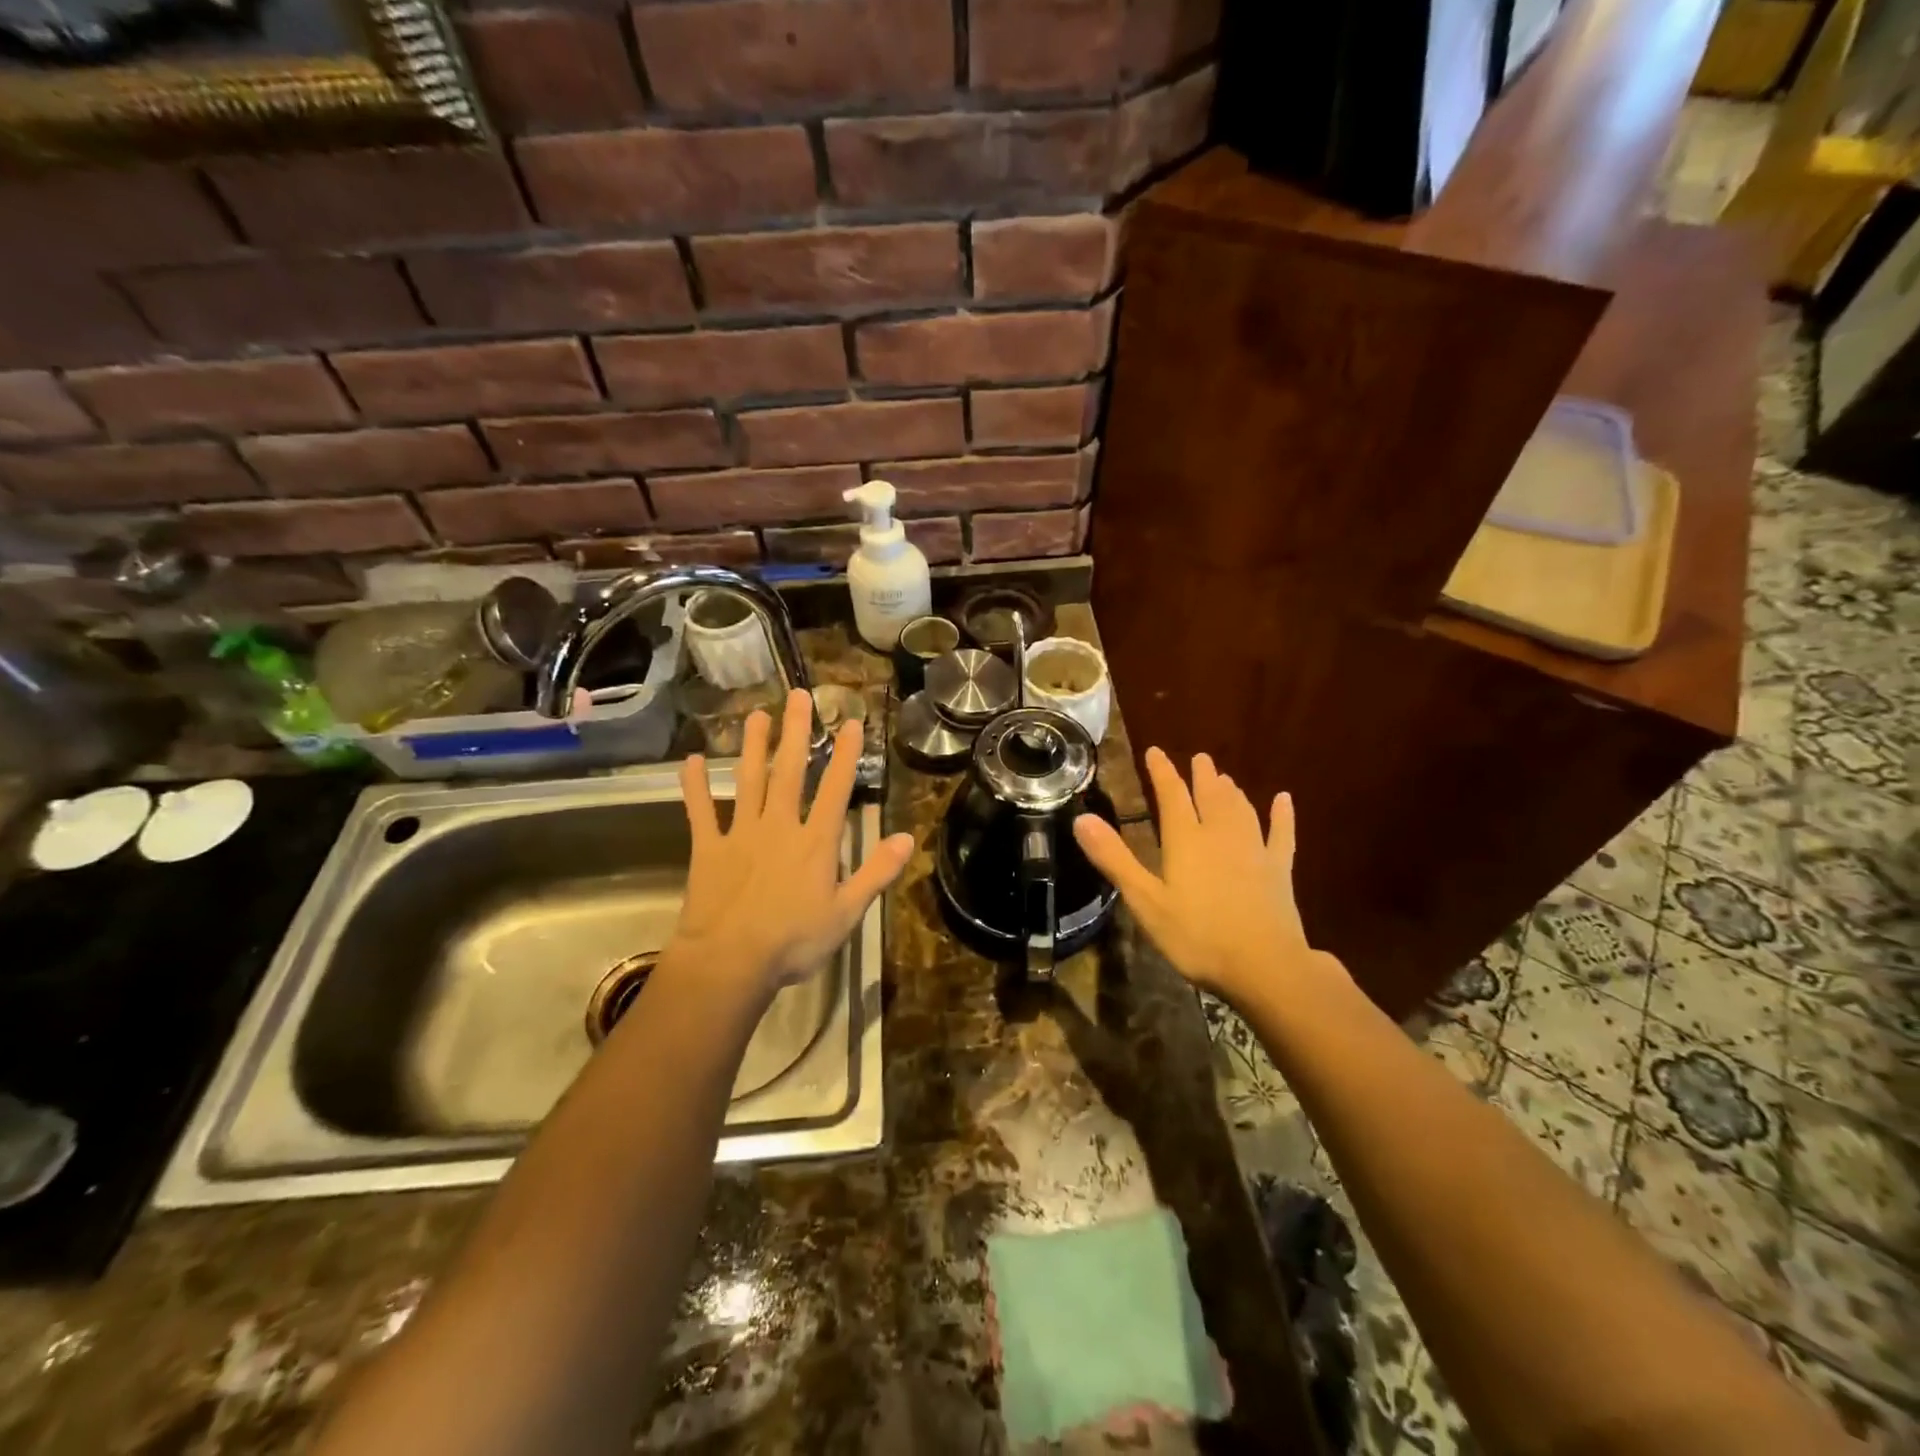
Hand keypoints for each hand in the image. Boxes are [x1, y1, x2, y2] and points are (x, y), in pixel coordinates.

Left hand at [669, 689, 913, 995]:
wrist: (730, 962)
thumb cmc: (793, 941)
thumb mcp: (847, 913)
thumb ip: (877, 872)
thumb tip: (908, 838)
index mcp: (815, 842)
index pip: (835, 789)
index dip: (845, 754)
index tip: (850, 722)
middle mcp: (779, 826)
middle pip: (789, 772)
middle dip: (796, 732)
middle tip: (798, 696)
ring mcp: (740, 834)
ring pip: (748, 781)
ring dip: (753, 747)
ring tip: (756, 715)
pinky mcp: (708, 849)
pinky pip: (700, 812)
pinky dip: (695, 787)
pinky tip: (691, 762)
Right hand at [1072, 748, 1346, 1005]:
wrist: (1264, 965)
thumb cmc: (1196, 936)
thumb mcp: (1145, 901)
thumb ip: (1114, 859)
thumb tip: (1081, 819)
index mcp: (1185, 840)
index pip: (1171, 795)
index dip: (1162, 772)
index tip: (1155, 752)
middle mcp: (1220, 835)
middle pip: (1210, 796)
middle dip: (1202, 776)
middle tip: (1200, 758)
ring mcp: (1254, 850)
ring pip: (1241, 810)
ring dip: (1231, 791)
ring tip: (1225, 777)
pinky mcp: (1279, 870)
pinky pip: (1281, 834)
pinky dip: (1282, 815)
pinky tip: (1284, 800)